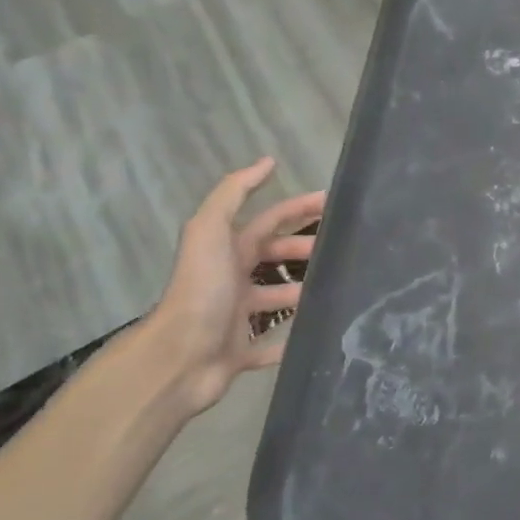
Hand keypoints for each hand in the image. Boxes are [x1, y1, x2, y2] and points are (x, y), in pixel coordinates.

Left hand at [144, 158, 324, 415]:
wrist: (179, 357)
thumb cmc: (202, 290)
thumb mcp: (211, 230)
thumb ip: (234, 193)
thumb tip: (267, 162)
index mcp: (226, 250)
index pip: (269, 221)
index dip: (299, 208)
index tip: (334, 204)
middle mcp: (230, 280)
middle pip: (273, 256)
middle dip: (304, 248)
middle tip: (341, 250)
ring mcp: (235, 318)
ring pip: (275, 299)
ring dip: (301, 292)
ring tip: (335, 288)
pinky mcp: (240, 353)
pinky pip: (269, 347)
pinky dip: (288, 341)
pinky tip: (314, 334)